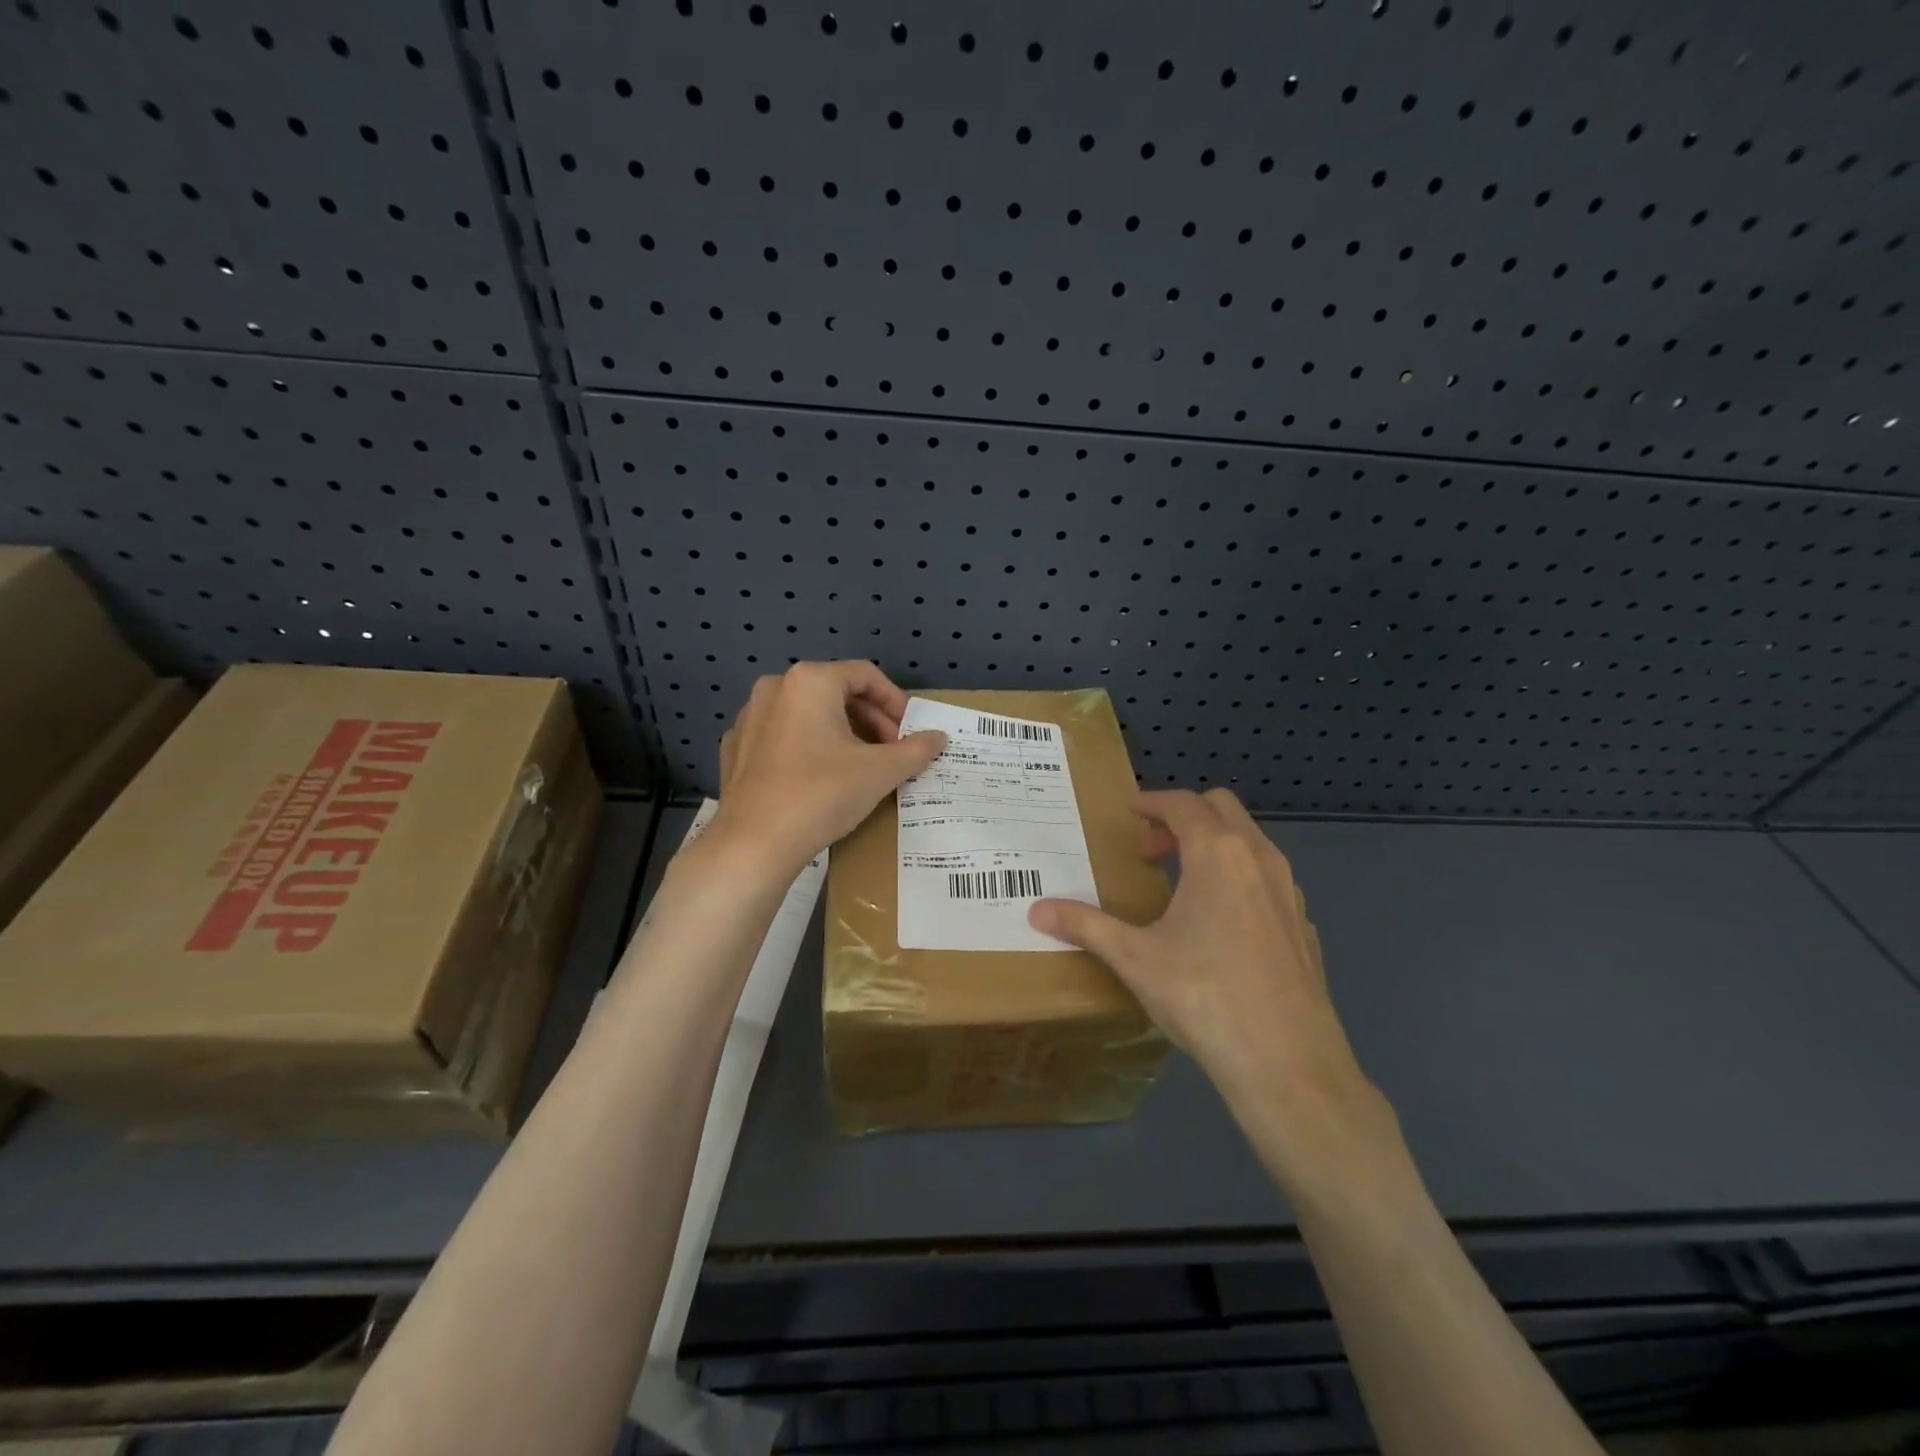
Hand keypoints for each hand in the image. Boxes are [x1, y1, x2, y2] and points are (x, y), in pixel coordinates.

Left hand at [705, 661, 945, 879]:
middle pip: (835, 692)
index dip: (895, 701)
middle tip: (891, 751)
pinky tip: (818, 779)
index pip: (865, 675)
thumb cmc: (822, 794)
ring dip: (840, 733)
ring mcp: (749, 718)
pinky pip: (781, 737)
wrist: (754, 844)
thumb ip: (915, 749)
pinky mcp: (734, 749)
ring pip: (807, 714)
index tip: (911, 731)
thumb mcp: (880, 771)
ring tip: (860, 766)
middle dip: (870, 719)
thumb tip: (939, 737)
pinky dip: (807, 748)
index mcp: (809, 681)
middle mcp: (775, 688)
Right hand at [1028, 788, 1373, 1125]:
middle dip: (1182, 817)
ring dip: (1213, 845)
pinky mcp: (1303, 926)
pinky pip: (1267, 879)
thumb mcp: (1134, 959)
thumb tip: (1036, 911)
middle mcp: (1260, 859)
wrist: (1289, 1064)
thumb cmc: (1204, 996)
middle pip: (1222, 809)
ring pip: (1250, 842)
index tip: (1129, 812)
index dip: (1152, 802)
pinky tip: (1220, 925)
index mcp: (1218, 854)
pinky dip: (1238, 878)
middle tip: (1149, 852)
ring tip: (1180, 884)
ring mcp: (1289, 892)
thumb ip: (1086, 926)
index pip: (1183, 804)